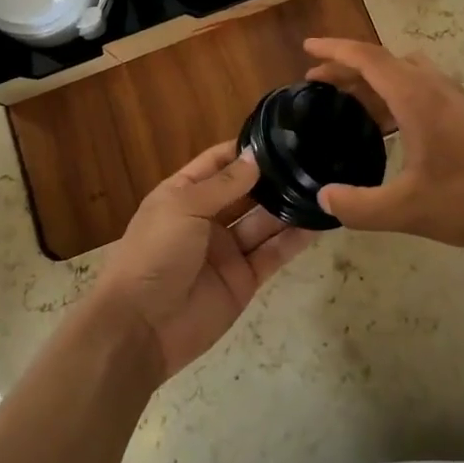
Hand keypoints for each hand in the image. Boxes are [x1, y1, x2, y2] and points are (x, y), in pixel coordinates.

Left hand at [93, 142, 313, 382]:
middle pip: (246, 192)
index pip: (218, 163)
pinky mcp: (244, 279)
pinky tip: (318, 223)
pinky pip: (273, 254)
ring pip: (264, 222)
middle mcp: (208, 218)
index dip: (244, 151)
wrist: (141, 326)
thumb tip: (255, 158)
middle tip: (311, 160)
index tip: (280, 136)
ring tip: (322, 187)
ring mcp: (227, 250)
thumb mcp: (184, 206)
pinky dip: (294, 240)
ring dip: (288, 206)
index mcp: (184, 194)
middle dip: (273, 178)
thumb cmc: (155, 252)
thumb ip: (224, 184)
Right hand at [303, 38, 463, 251]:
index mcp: (416, 97)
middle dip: (347, 68)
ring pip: (405, 74)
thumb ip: (360, 207)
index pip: (367, 58)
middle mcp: (434, 87)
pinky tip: (390, 130)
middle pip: (383, 63)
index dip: (334, 51)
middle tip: (316, 81)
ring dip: (373, 81)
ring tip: (348, 104)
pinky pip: (420, 90)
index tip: (307, 48)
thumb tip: (324, 199)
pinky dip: (394, 96)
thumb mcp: (409, 209)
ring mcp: (455, 100)